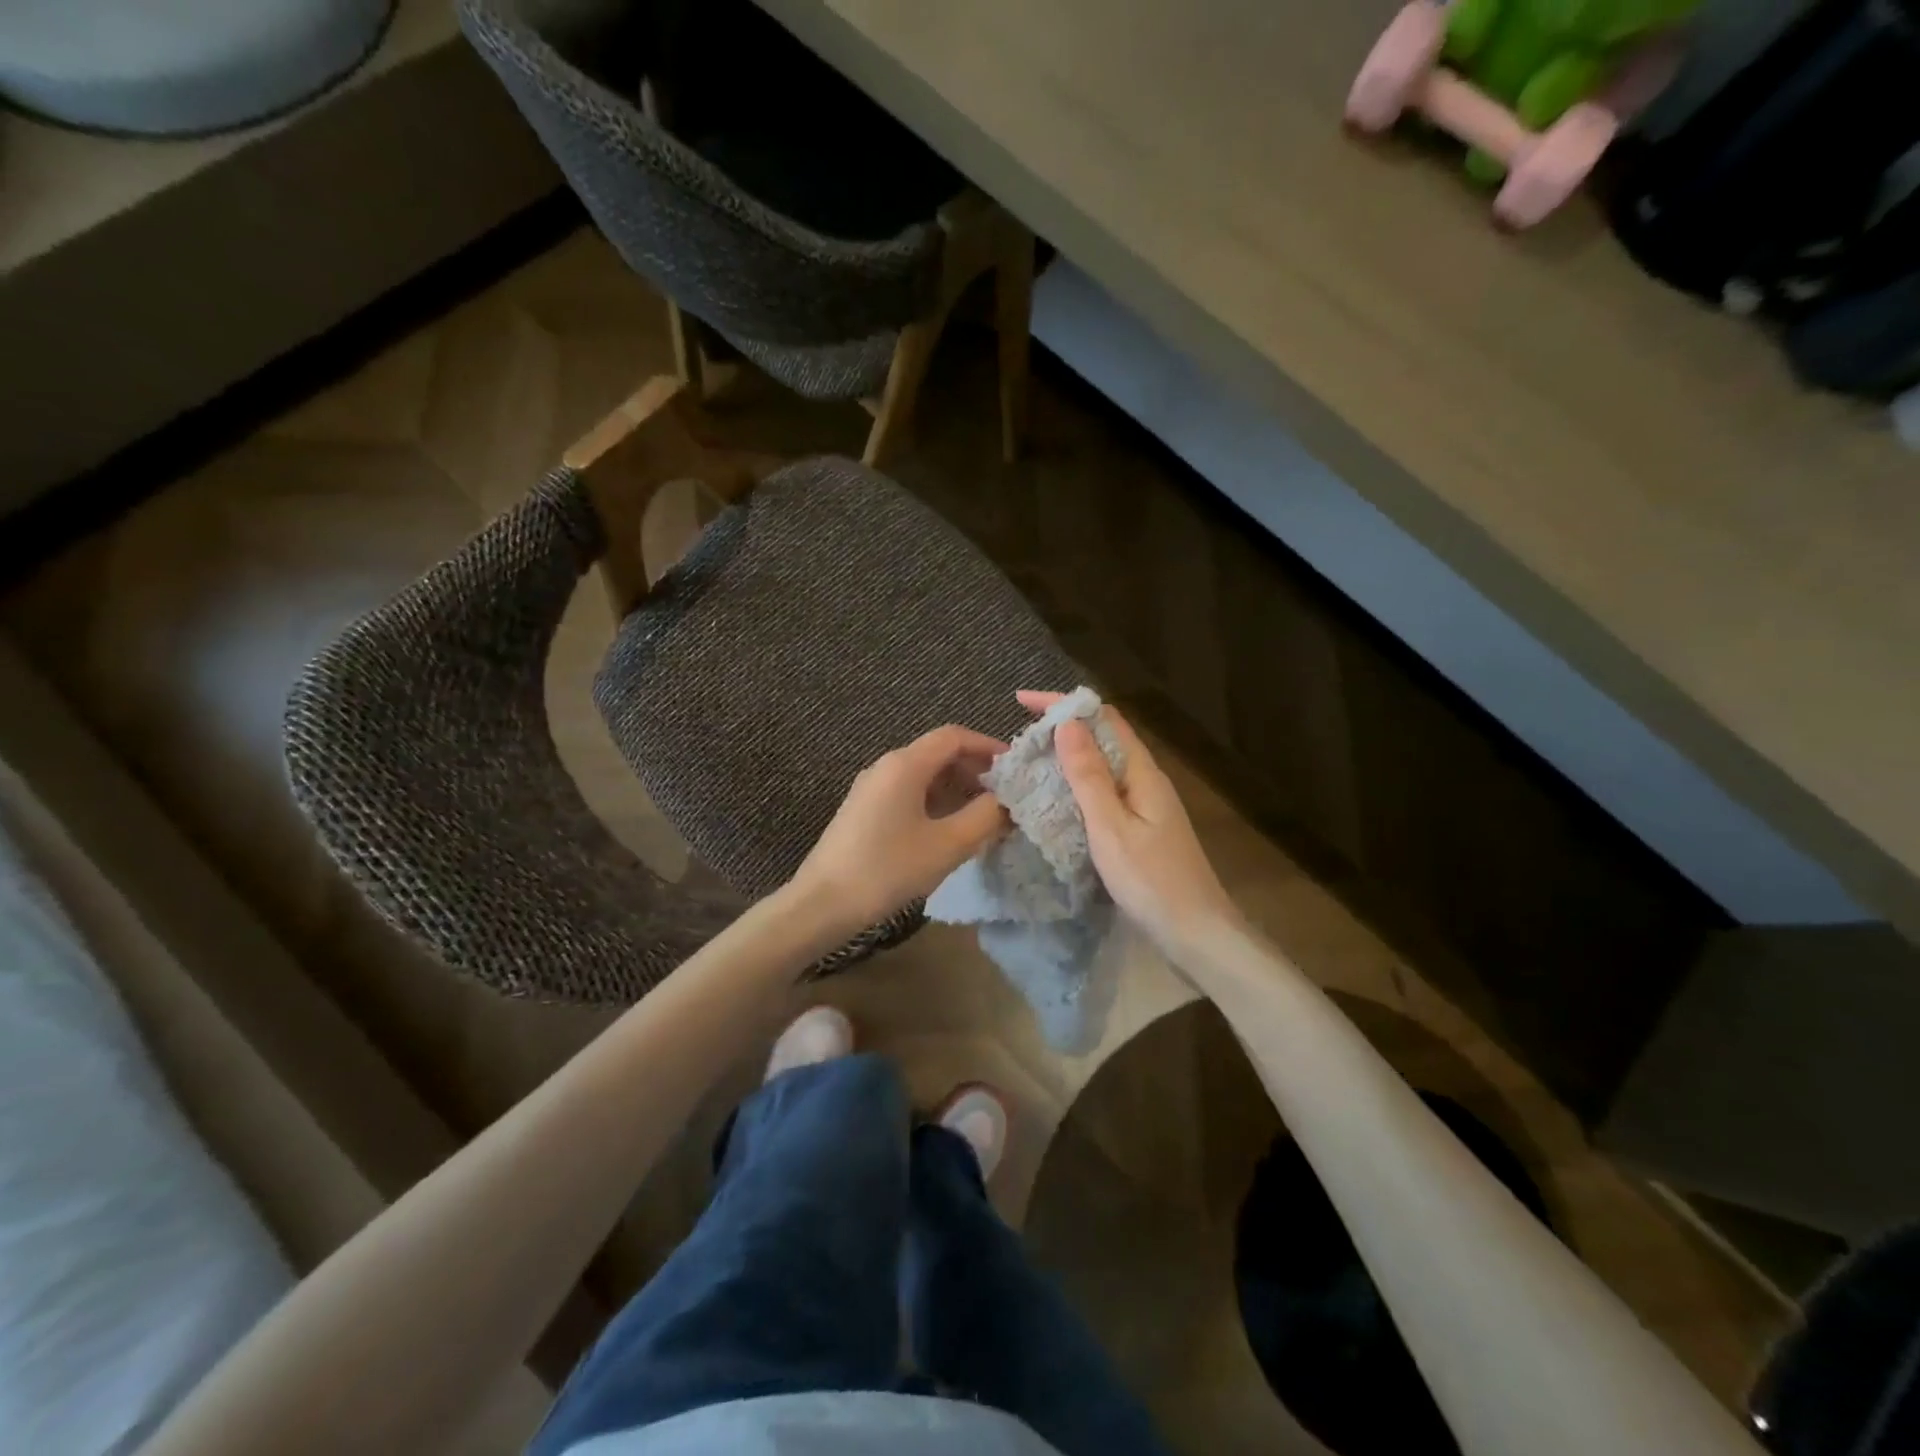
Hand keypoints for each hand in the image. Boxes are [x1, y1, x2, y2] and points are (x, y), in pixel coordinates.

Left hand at [790, 725, 1009, 935]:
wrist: (821, 904)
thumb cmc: (888, 869)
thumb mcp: (947, 845)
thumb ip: (985, 817)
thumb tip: (1008, 802)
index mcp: (905, 765)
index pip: (954, 737)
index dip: (988, 747)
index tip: (1014, 770)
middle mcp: (886, 767)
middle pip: (939, 754)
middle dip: (975, 772)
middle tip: (1003, 800)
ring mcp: (872, 789)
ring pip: (924, 776)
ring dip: (957, 791)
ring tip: (982, 819)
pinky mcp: (864, 811)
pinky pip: (909, 794)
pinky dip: (936, 804)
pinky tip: (949, 832)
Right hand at [1018, 691, 1239, 955]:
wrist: (1196, 933)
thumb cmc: (1152, 880)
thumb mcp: (1111, 827)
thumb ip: (1089, 776)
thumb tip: (1067, 722)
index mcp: (1142, 773)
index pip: (1103, 719)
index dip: (1064, 704)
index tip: (1021, 701)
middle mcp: (1146, 780)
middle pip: (1105, 738)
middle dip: (1063, 727)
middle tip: (1019, 736)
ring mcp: (1146, 805)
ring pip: (1104, 766)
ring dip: (1069, 756)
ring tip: (1030, 762)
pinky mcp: (1141, 828)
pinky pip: (1105, 791)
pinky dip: (1078, 785)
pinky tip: (1057, 800)